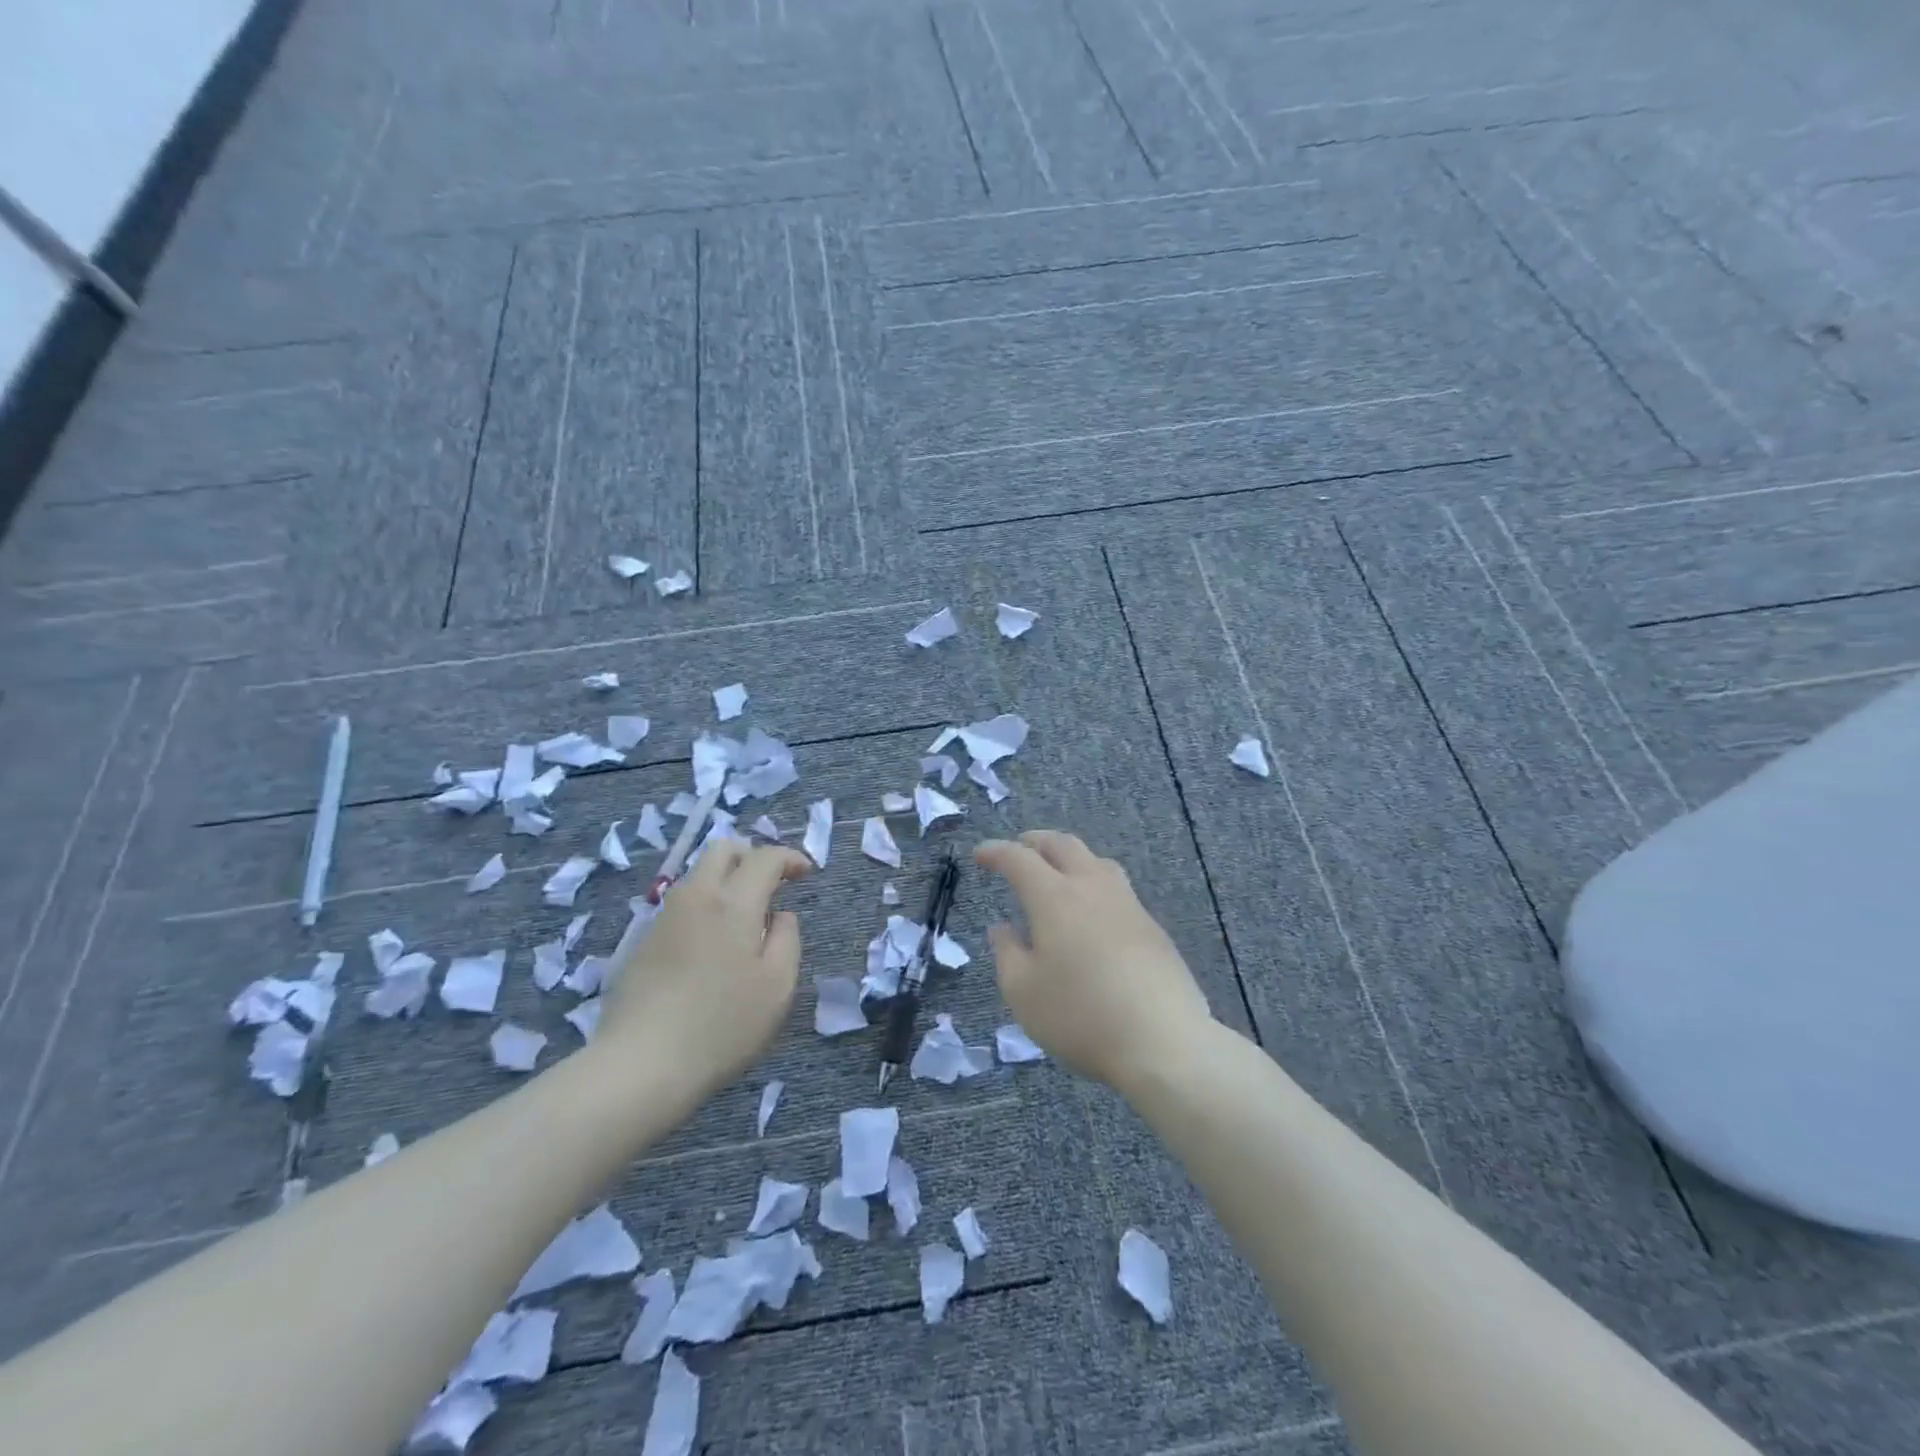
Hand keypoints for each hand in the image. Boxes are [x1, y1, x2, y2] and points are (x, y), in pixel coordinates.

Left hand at [600, 840, 809, 1099]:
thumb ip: (787, 940)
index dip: (789, 858)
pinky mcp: (643, 941)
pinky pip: (681, 904)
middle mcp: (696, 897)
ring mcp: (664, 917)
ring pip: (698, 874)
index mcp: (733, 903)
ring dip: (726, 879)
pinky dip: (704, 905)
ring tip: (744, 916)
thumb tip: (781, 916)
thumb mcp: (777, 987)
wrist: (641, 1064)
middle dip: (752, 854)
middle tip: (772, 882)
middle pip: (722, 849)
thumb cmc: (722, 1025)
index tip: (806, 873)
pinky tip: (712, 944)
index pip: (764, 857)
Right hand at [975, 830, 1213, 1091]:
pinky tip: (1092, 911)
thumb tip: (1002, 928)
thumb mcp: (1023, 992)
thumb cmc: (1080, 1015)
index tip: (980, 854)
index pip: (1019, 859)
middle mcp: (1092, 887)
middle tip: (1019, 848)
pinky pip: (1117, 887)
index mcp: (1054, 897)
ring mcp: (1127, 903)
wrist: (1162, 1040)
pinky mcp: (1151, 926)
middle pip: (1063, 845)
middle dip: (1035, 841)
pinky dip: (1094, 883)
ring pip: (1096, 860)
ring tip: (1058, 872)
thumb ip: (1007, 953)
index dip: (996, 851)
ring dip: (1070, 856)